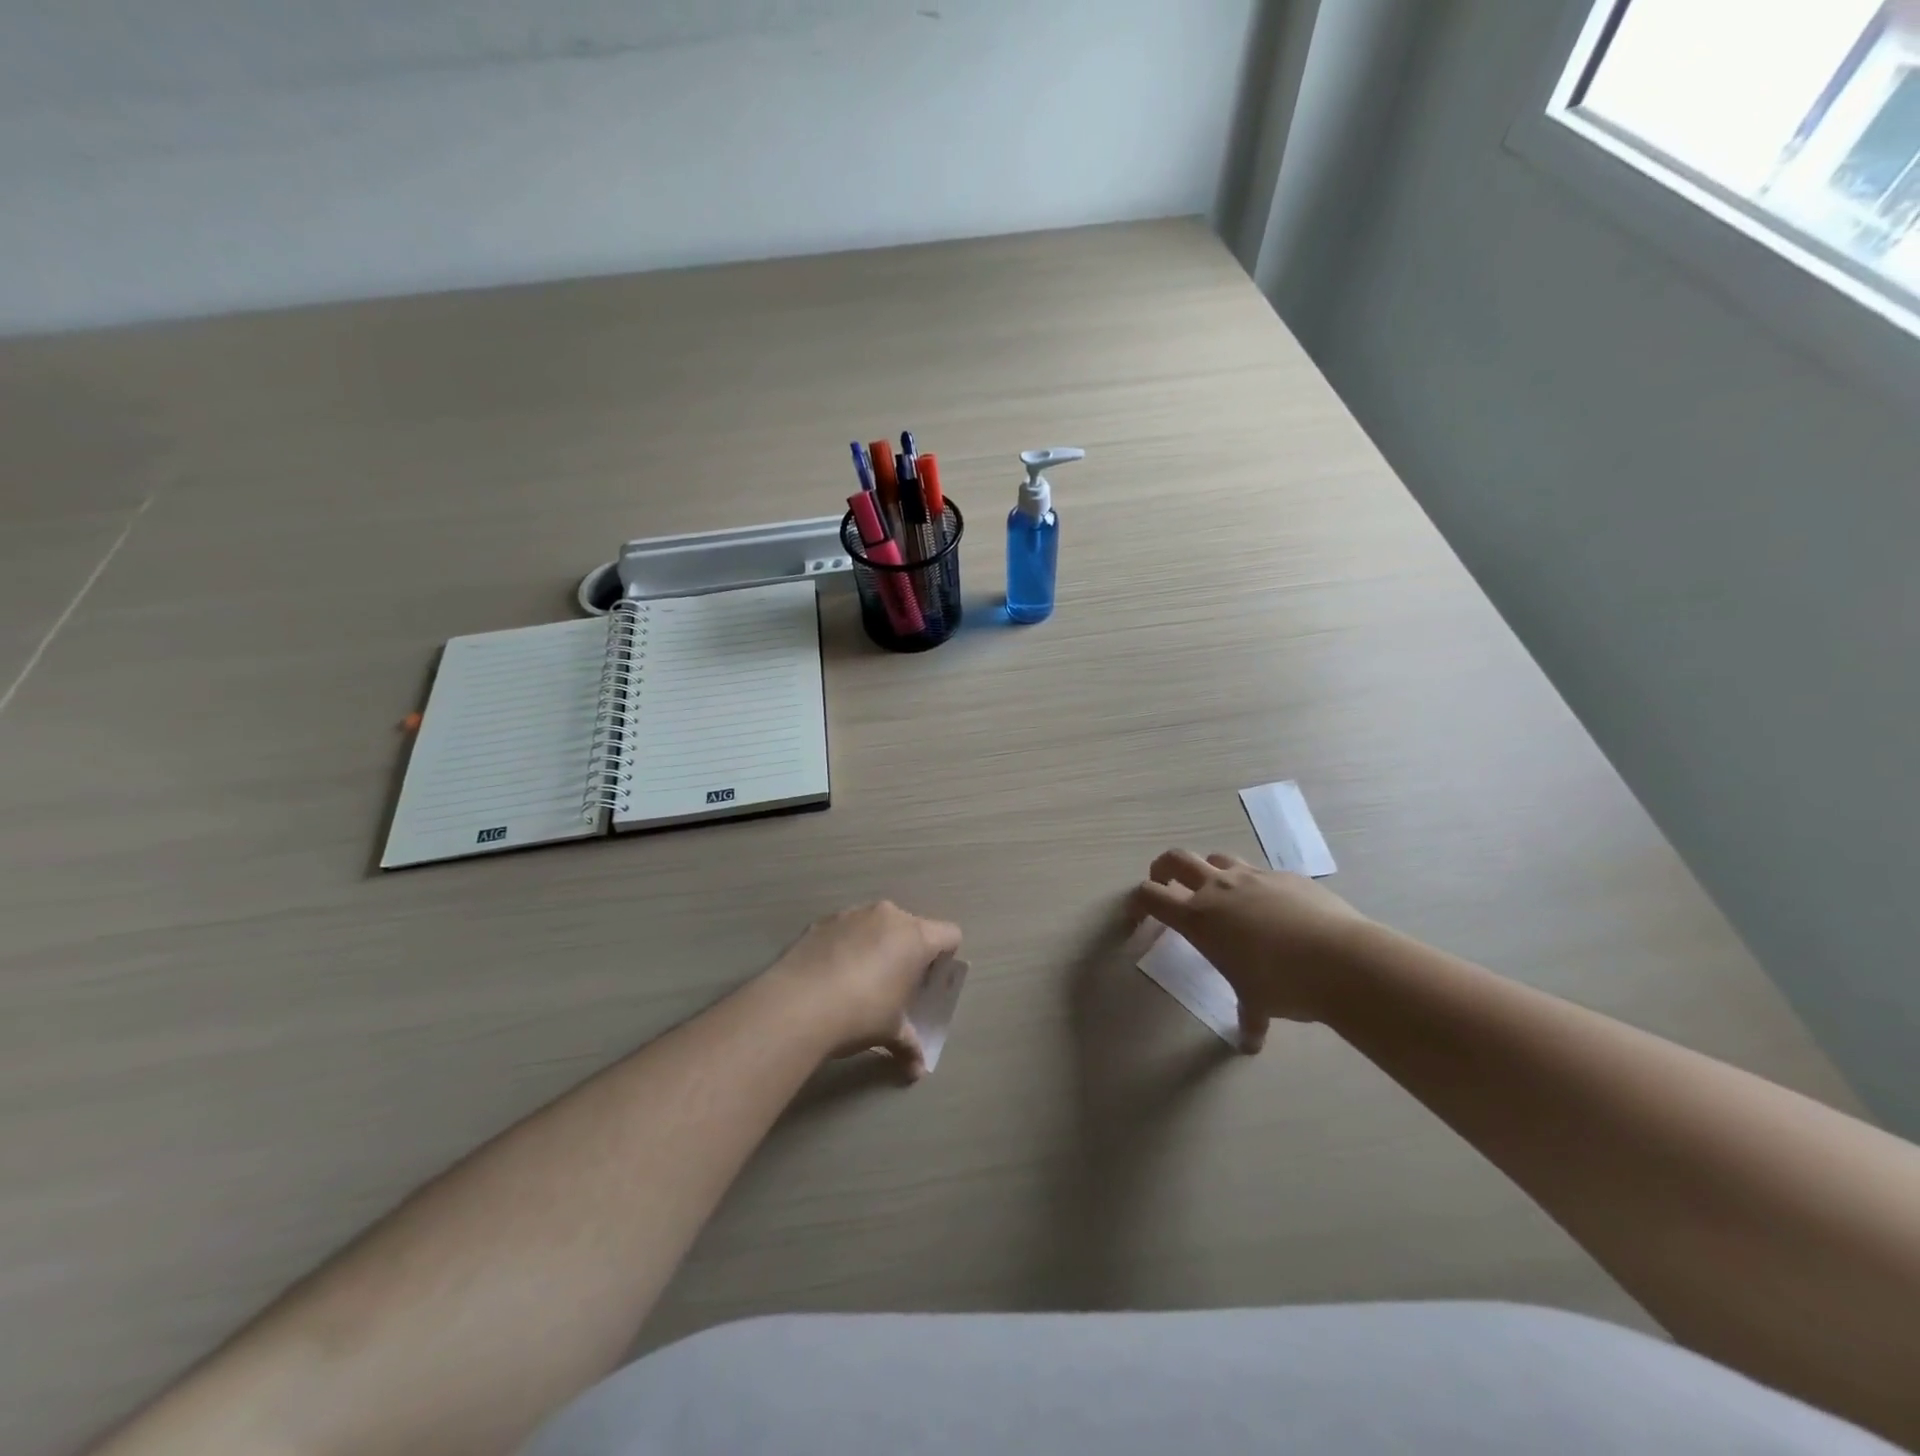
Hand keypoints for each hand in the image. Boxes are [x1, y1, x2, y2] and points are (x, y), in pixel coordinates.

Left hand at [765, 902, 962, 1079]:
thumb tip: (917, 1072)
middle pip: (913, 927)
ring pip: (878, 924)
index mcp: (916, 937)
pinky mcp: (823, 920)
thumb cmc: (861, 1013)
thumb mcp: (890, 1032)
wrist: (798, 1004)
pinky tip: (832, 975)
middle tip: (896, 985)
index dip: (945, 957)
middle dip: (909, 952)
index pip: (950, 935)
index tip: (930, 982)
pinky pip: (846, 929)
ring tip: (860, 980)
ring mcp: (854, 913)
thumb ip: (909, 1046)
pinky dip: (846, 945)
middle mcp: (889, 916)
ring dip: (877, 944)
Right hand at [1130, 850, 1372, 1047]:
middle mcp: (1219, 888)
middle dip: (1163, 869)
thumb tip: (1250, 1044)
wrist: (1342, 959)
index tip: (1136, 918)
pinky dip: (1255, 886)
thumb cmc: (1283, 984)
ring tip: (1218, 894)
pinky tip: (1273, 911)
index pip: (1150, 896)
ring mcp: (1254, 876)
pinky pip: (1260, 873)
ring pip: (1217, 858)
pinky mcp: (1286, 876)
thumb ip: (1248, 1018)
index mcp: (1198, 917)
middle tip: (1165, 886)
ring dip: (1208, 872)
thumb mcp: (1257, 1003)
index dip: (1136, 903)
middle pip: (1175, 860)